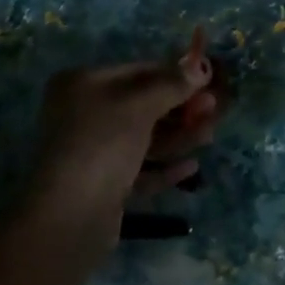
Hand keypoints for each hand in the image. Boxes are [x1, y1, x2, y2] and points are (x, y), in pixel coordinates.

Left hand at [25, 28, 216, 259]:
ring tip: (209, 136)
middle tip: (214, 110)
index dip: (175, 75)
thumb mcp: (139, 106)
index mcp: (83, 84)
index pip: (138, 71)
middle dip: (181, 108)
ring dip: (178, 136)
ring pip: (144, 138)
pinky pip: (140, 168)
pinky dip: (165, 166)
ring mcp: (93, 152)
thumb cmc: (102, 145)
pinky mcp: (104, 185)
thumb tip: (199, 66)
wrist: (69, 217)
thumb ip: (171, 85)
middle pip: (143, 106)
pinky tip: (191, 167)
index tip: (208, 81)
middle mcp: (84, 114)